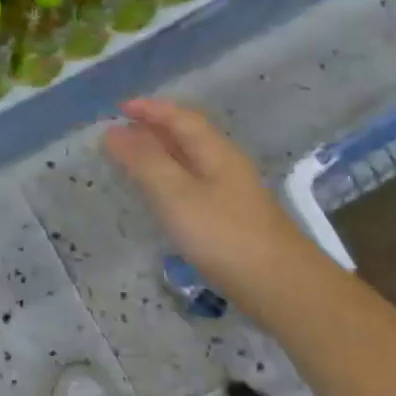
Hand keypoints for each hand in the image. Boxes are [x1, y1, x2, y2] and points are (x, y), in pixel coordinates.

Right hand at [104, 97, 321, 311]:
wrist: (282, 287)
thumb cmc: (224, 235)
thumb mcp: (176, 194)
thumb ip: (144, 161)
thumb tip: (114, 131)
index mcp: (214, 151)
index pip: (180, 117)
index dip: (150, 108)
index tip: (119, 108)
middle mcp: (225, 164)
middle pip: (188, 136)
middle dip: (153, 128)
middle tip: (120, 133)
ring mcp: (231, 193)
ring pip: (191, 161)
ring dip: (161, 154)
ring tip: (132, 161)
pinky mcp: (231, 219)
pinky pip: (194, 184)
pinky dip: (170, 179)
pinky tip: (161, 198)